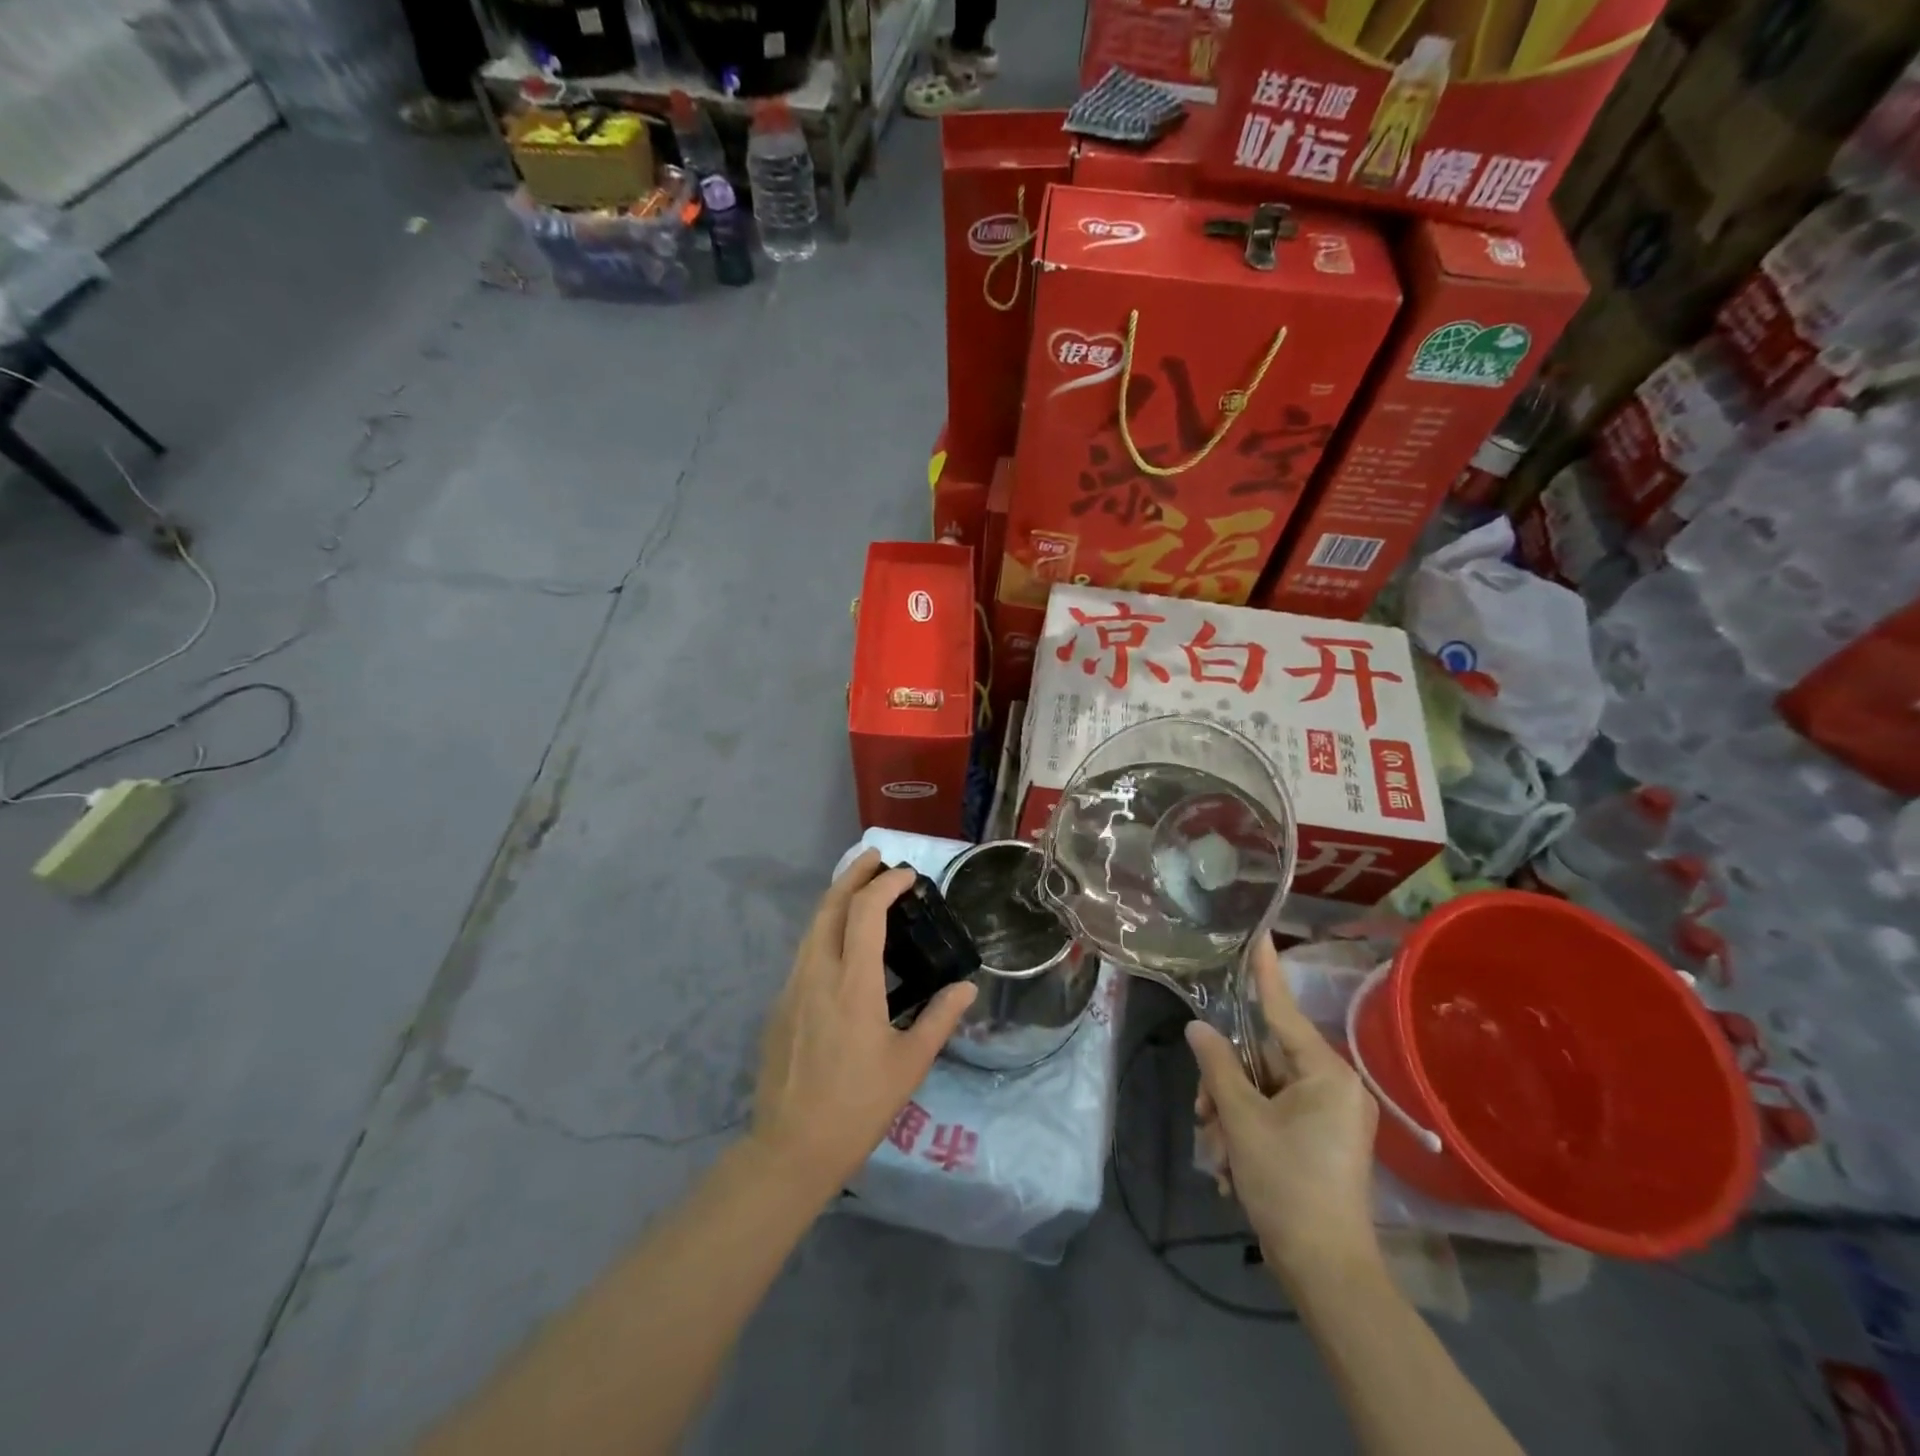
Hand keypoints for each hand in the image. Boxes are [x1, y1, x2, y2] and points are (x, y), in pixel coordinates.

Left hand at [751, 850, 977, 1201]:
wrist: (791, 1148)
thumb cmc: (858, 1106)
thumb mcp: (910, 1064)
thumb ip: (940, 1019)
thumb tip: (968, 988)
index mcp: (853, 983)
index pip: (866, 912)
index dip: (886, 885)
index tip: (908, 875)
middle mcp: (817, 973)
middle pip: (830, 906)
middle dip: (853, 874)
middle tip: (875, 858)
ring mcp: (792, 987)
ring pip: (812, 926)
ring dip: (835, 899)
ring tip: (860, 889)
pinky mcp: (780, 1005)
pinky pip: (804, 951)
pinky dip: (825, 929)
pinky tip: (840, 943)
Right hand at [1187, 936, 1380, 1287]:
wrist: (1327, 1271)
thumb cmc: (1287, 1184)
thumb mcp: (1242, 1120)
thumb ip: (1218, 1065)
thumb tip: (1199, 1028)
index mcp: (1325, 1072)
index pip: (1282, 1009)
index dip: (1264, 972)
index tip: (1258, 935)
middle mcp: (1334, 1085)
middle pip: (1264, 1058)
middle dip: (1226, 1083)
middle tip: (1202, 1112)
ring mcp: (1331, 1114)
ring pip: (1264, 1089)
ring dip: (1231, 1113)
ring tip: (1217, 1151)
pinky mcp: (1323, 1139)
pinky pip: (1275, 1113)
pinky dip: (1248, 1130)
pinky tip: (1231, 1164)